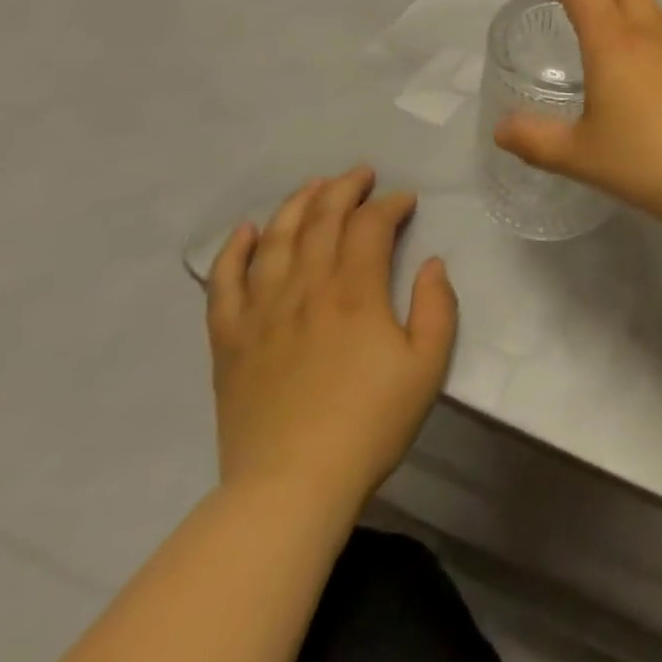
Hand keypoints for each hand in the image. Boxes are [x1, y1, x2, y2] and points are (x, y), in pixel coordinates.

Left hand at [206, 167, 456, 515]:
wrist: (290, 487)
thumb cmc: (369, 423)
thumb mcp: (428, 366)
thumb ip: (437, 306)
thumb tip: (433, 264)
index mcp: (356, 292)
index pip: (370, 226)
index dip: (390, 204)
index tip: (406, 201)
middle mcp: (306, 289)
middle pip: (321, 219)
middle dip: (344, 189)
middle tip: (362, 175)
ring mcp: (261, 312)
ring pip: (276, 239)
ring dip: (297, 204)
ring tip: (314, 186)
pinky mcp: (229, 340)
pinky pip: (224, 283)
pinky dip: (234, 250)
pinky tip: (247, 230)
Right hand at [494, 0, 661, 224]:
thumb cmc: (644, 161)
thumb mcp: (579, 155)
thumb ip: (535, 140)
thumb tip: (501, 129)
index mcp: (614, 45)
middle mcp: (652, 37)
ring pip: (655, 9)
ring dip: (629, 3)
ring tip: (613, 24)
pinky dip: (653, 33)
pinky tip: (650, 67)